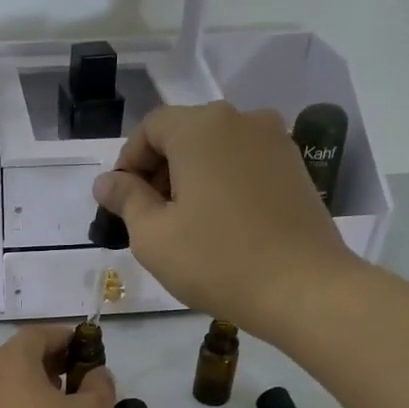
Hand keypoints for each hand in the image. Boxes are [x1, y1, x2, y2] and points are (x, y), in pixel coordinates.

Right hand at [92, 102, 360, 338]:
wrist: (302, 288)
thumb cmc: (216, 261)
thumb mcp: (153, 236)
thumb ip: (126, 200)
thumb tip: (106, 182)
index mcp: (201, 127)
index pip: (150, 127)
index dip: (128, 162)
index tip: (121, 203)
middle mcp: (241, 119)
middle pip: (185, 134)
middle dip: (159, 171)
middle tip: (149, 220)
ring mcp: (275, 142)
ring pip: (216, 150)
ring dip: (191, 179)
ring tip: (185, 227)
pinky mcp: (296, 168)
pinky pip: (244, 166)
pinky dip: (223, 186)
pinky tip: (221, 227)